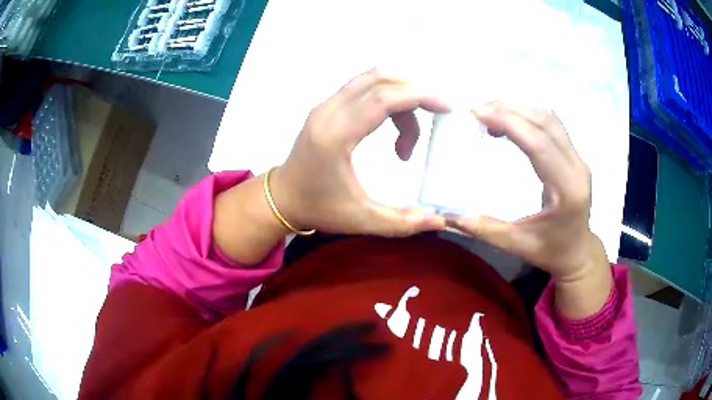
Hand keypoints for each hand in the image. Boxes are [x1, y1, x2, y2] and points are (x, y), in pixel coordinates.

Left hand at [269, 69, 448, 236]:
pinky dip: (389, 98)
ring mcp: (325, 105)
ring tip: (412, 136)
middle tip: (439, 112)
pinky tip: (396, 127)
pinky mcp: (328, 106)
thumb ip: (403, 222)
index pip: (383, 98)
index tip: (448, 107)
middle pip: (380, 78)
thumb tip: (440, 220)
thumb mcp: (362, 221)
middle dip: (416, 90)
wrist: (282, 198)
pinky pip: (364, 87)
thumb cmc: (319, 208)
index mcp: (335, 136)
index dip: (420, 95)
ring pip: (373, 78)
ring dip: (403, 95)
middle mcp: (328, 111)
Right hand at [450, 102, 608, 283]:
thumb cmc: (551, 251)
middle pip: (545, 123)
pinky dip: (529, 116)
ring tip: (491, 113)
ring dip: (519, 109)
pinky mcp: (574, 155)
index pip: (539, 144)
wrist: (578, 251)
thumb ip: (486, 230)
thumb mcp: (518, 246)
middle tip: (478, 110)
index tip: (478, 113)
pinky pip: (552, 125)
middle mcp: (577, 167)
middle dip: (510, 110)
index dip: (509, 122)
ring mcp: (578, 158)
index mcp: (567, 189)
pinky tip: (511, 120)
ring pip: (550, 119)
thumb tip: (449, 216)